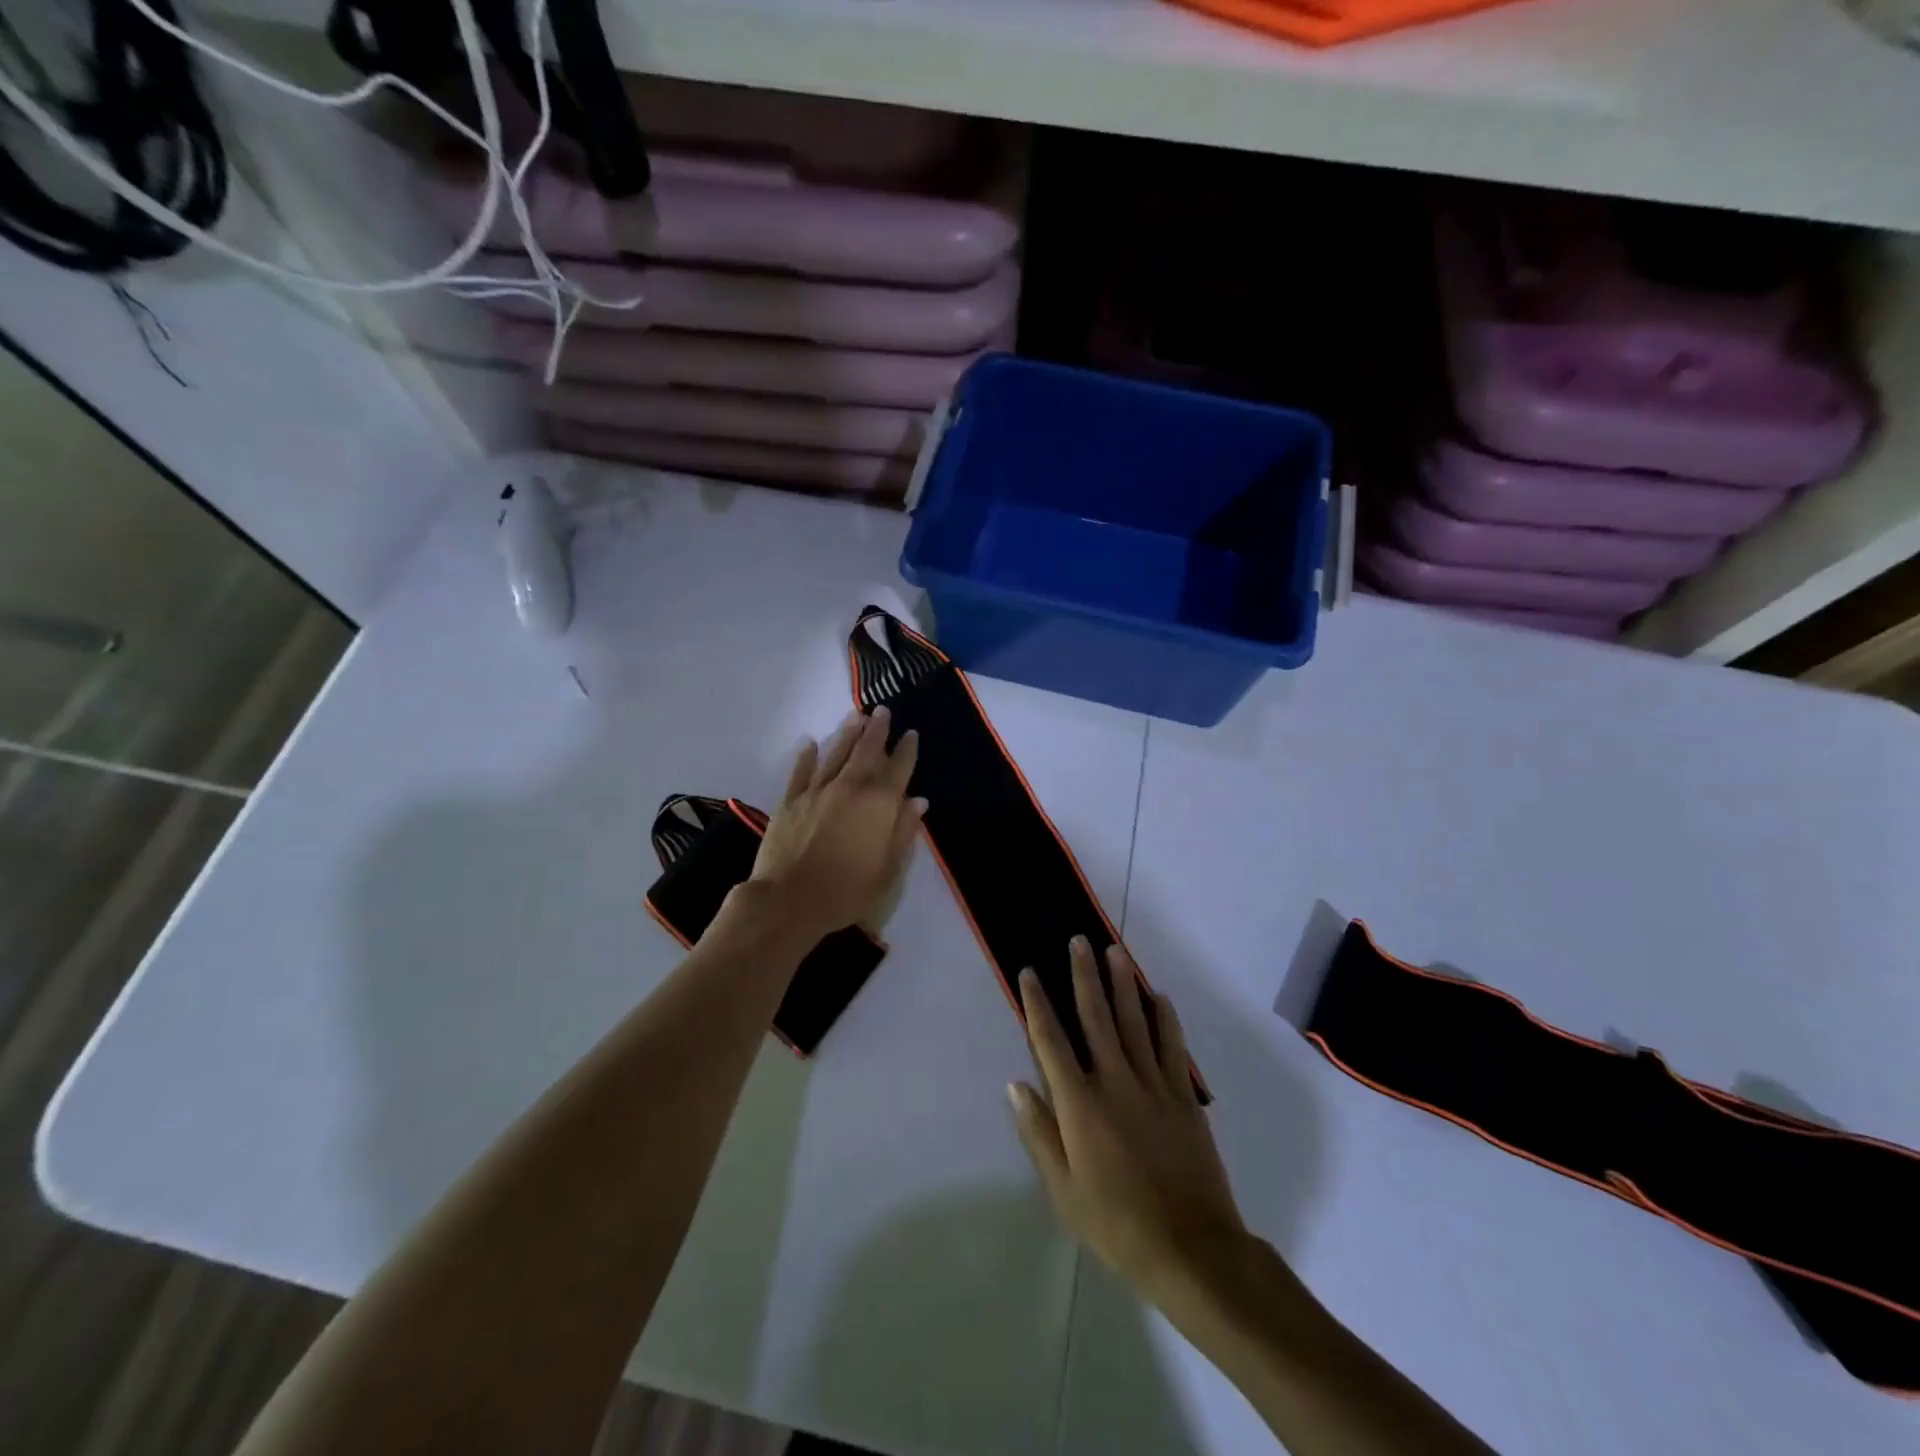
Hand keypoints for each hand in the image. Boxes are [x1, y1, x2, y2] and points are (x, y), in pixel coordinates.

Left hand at [750, 707, 925, 940]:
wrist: (790, 900)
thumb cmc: (847, 890)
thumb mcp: (888, 869)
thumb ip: (904, 831)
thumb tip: (918, 801)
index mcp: (879, 804)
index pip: (898, 769)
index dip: (906, 750)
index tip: (910, 733)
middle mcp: (850, 788)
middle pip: (867, 751)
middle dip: (877, 730)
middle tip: (882, 710)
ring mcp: (817, 791)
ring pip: (835, 754)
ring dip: (847, 734)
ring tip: (856, 716)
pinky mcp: (791, 801)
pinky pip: (801, 771)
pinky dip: (806, 756)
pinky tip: (810, 743)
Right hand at [1009, 938, 1245, 1298]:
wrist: (1190, 1247)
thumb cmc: (1116, 1222)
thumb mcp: (1063, 1190)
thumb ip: (1039, 1133)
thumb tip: (1016, 1084)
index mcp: (1079, 1103)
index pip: (1050, 1041)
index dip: (1037, 1004)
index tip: (1029, 972)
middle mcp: (1114, 1080)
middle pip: (1095, 1016)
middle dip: (1083, 976)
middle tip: (1077, 941)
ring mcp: (1152, 1084)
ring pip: (1134, 1021)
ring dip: (1122, 983)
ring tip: (1114, 951)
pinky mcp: (1182, 1096)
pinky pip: (1172, 1045)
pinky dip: (1165, 1018)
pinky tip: (1158, 996)